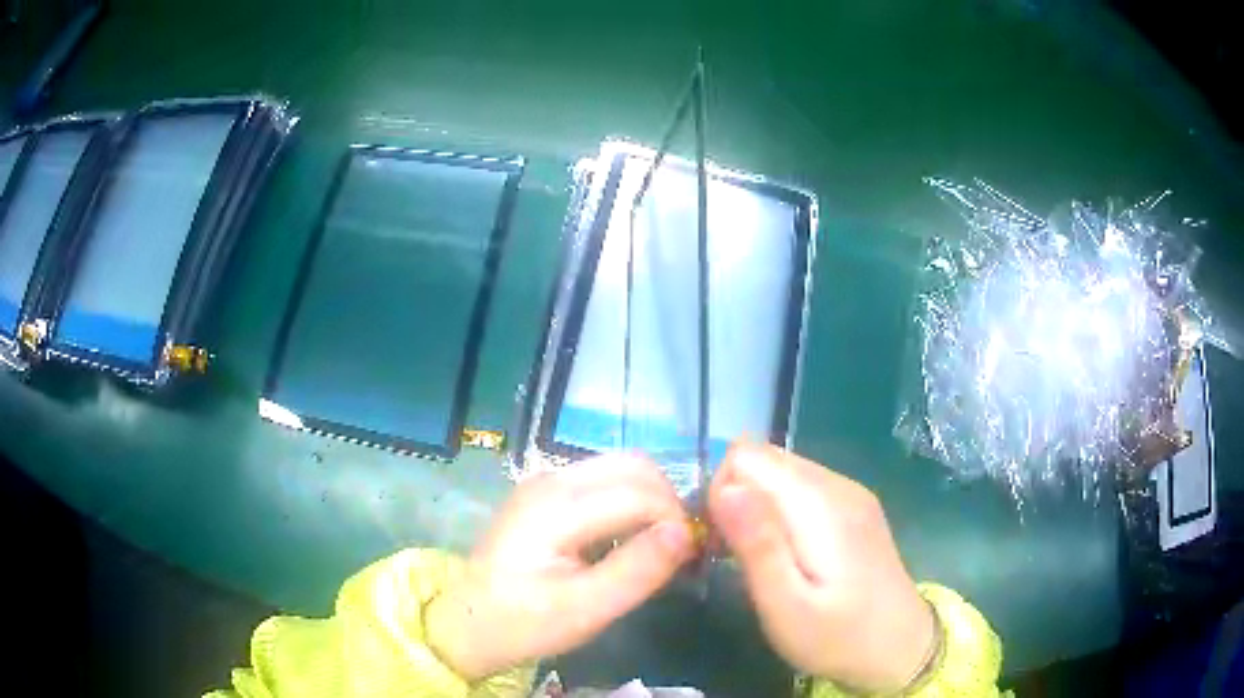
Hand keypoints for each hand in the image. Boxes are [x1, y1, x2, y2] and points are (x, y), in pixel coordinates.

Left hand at [425, 455, 695, 681]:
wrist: (469, 622)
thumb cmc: (525, 622)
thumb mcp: (586, 609)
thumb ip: (638, 570)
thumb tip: (686, 533)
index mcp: (556, 506)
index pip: (640, 493)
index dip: (675, 521)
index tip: (689, 559)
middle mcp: (552, 478)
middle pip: (635, 466)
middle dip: (667, 503)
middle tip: (677, 550)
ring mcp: (546, 479)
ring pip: (622, 468)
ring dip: (651, 500)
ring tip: (657, 546)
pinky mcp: (547, 491)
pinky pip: (604, 480)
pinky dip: (629, 502)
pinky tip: (627, 539)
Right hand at [709, 442, 935, 692]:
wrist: (900, 648)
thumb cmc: (837, 637)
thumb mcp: (786, 606)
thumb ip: (757, 545)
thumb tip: (725, 488)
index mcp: (820, 504)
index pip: (745, 456)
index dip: (721, 494)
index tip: (720, 543)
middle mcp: (837, 484)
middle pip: (763, 457)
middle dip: (735, 496)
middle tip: (735, 554)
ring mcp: (850, 492)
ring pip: (780, 470)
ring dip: (755, 504)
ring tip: (760, 557)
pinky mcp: (855, 505)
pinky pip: (801, 486)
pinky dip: (779, 509)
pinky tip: (787, 552)